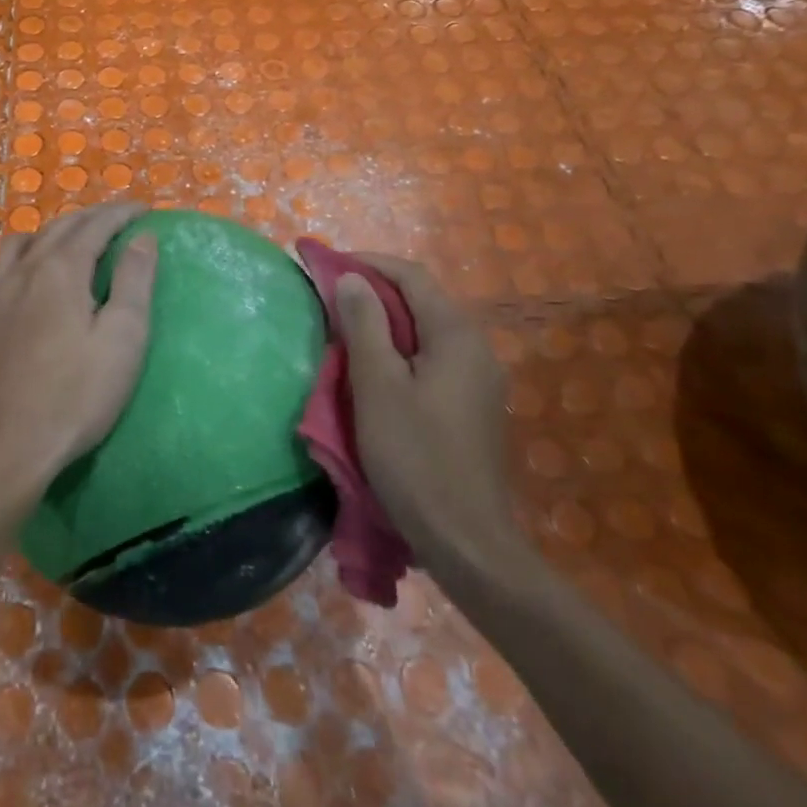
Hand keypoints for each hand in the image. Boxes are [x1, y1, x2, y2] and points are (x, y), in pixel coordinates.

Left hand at [0, 202, 158, 493]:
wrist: (3, 448)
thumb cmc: (74, 397)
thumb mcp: (123, 340)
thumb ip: (134, 281)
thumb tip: (142, 238)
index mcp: (60, 270)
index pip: (95, 224)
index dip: (121, 213)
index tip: (144, 210)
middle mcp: (21, 270)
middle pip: (57, 227)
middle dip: (89, 218)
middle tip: (115, 221)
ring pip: (18, 244)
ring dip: (48, 236)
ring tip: (67, 247)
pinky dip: (14, 269)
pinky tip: (20, 290)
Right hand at [339, 254, 525, 583]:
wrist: (468, 542)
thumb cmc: (416, 457)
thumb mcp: (377, 385)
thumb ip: (365, 324)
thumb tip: (353, 279)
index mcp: (456, 335)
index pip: (411, 276)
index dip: (368, 263)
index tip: (327, 266)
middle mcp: (476, 348)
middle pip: (421, 301)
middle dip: (374, 292)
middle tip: (330, 298)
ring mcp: (479, 380)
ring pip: (426, 331)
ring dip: (385, 322)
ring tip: (345, 330)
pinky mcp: (473, 406)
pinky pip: (433, 359)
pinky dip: (400, 350)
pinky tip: (375, 371)